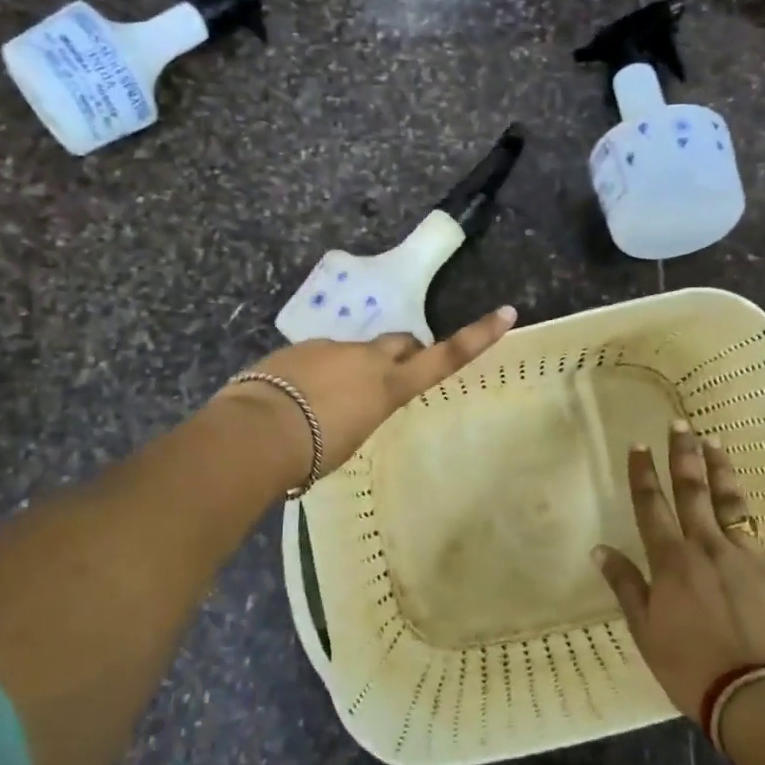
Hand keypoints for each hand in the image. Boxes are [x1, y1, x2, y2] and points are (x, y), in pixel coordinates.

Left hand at [215, 306, 517, 491]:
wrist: (257, 430)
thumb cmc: (313, 452)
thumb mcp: (351, 439)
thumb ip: (362, 412)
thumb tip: (351, 406)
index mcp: (388, 385)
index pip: (443, 358)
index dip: (477, 337)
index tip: (506, 313)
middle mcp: (366, 358)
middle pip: (401, 341)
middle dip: (405, 352)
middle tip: (396, 374)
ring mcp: (331, 348)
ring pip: (353, 352)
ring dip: (350, 370)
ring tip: (325, 405)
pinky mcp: (299, 348)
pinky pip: (318, 358)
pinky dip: (316, 375)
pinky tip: (295, 400)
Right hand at [595, 420, 764, 717]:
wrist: (755, 697)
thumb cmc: (691, 668)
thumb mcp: (645, 631)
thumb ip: (625, 585)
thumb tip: (598, 549)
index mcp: (671, 561)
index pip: (651, 507)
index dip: (643, 474)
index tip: (638, 445)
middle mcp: (707, 546)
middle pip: (691, 493)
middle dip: (683, 456)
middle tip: (679, 424)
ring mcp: (749, 555)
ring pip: (732, 501)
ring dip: (721, 469)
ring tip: (714, 440)